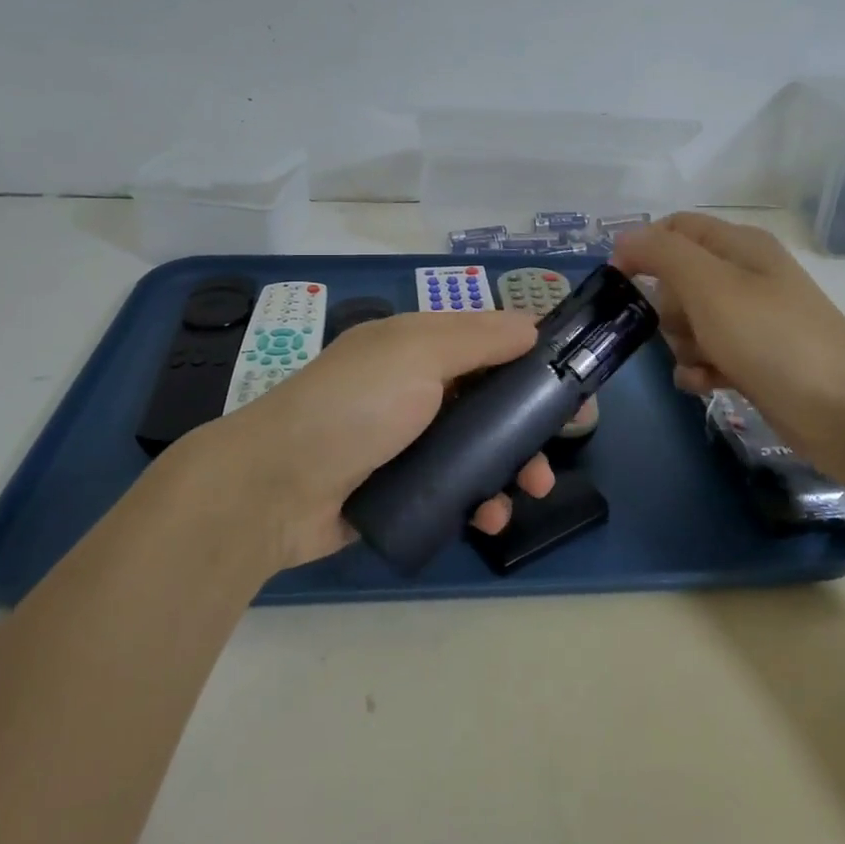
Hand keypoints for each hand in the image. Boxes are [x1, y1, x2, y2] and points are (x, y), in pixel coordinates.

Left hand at [201, 310, 556, 569]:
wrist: (272, 489)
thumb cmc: (352, 407)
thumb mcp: (416, 354)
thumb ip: (477, 338)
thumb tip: (532, 326)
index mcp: (417, 346)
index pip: (487, 341)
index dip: (531, 358)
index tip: (572, 383)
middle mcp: (416, 388)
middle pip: (490, 398)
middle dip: (530, 422)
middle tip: (560, 446)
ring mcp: (408, 441)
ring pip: (479, 448)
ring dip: (512, 466)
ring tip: (531, 490)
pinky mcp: (402, 488)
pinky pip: (456, 489)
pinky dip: (480, 500)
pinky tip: (490, 517)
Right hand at [612, 212, 844, 471]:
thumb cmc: (772, 337)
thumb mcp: (710, 286)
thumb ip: (662, 255)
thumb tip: (624, 239)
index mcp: (738, 246)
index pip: (675, 229)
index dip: (644, 248)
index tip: (620, 281)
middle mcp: (744, 277)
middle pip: (677, 280)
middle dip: (668, 307)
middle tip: (685, 326)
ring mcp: (751, 320)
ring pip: (688, 322)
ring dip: (682, 344)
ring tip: (704, 361)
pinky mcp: (753, 360)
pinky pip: (706, 356)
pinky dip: (699, 369)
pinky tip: (708, 384)